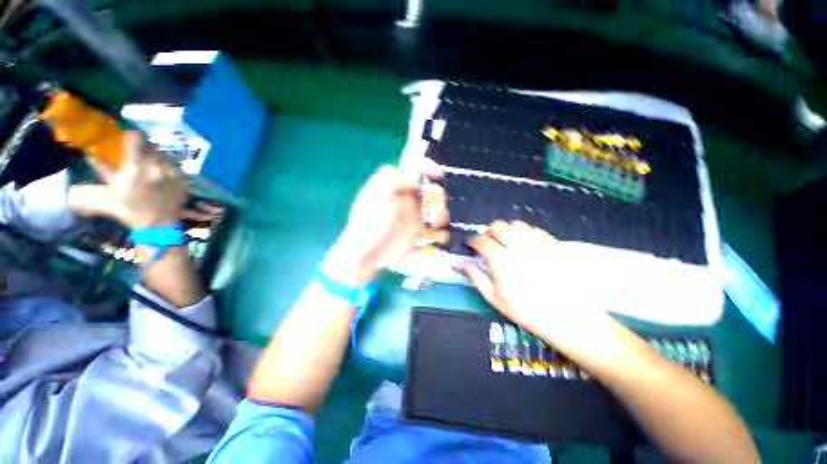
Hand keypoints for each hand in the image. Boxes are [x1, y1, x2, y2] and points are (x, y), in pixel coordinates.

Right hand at [68, 131, 187, 228]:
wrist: (159, 225)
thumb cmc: (129, 210)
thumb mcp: (106, 193)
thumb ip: (100, 172)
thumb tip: (92, 155)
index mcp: (136, 166)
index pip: (136, 137)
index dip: (129, 137)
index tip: (124, 142)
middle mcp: (157, 165)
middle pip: (149, 145)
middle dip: (140, 149)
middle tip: (133, 158)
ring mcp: (173, 172)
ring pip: (162, 154)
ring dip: (152, 158)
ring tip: (146, 169)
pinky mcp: (184, 178)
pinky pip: (173, 165)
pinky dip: (164, 167)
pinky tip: (158, 177)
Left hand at [325, 166, 443, 285]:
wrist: (365, 254)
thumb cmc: (367, 224)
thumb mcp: (375, 199)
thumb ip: (392, 182)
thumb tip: (414, 178)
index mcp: (396, 188)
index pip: (415, 171)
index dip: (428, 168)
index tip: (437, 174)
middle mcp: (408, 200)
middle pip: (432, 190)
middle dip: (436, 195)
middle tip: (430, 205)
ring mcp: (415, 217)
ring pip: (438, 209)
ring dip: (441, 214)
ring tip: (434, 222)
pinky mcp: (419, 234)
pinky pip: (436, 231)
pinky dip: (441, 234)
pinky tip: (439, 238)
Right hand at [457, 220, 610, 346]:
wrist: (569, 318)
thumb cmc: (525, 311)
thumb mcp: (493, 297)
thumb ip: (474, 275)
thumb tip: (456, 262)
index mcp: (501, 259)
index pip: (480, 240)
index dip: (470, 240)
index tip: (468, 244)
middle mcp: (518, 245)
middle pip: (497, 226)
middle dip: (488, 232)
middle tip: (488, 244)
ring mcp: (538, 242)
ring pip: (516, 224)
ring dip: (506, 231)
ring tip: (507, 244)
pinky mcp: (553, 244)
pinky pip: (534, 229)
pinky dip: (525, 232)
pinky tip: (525, 245)